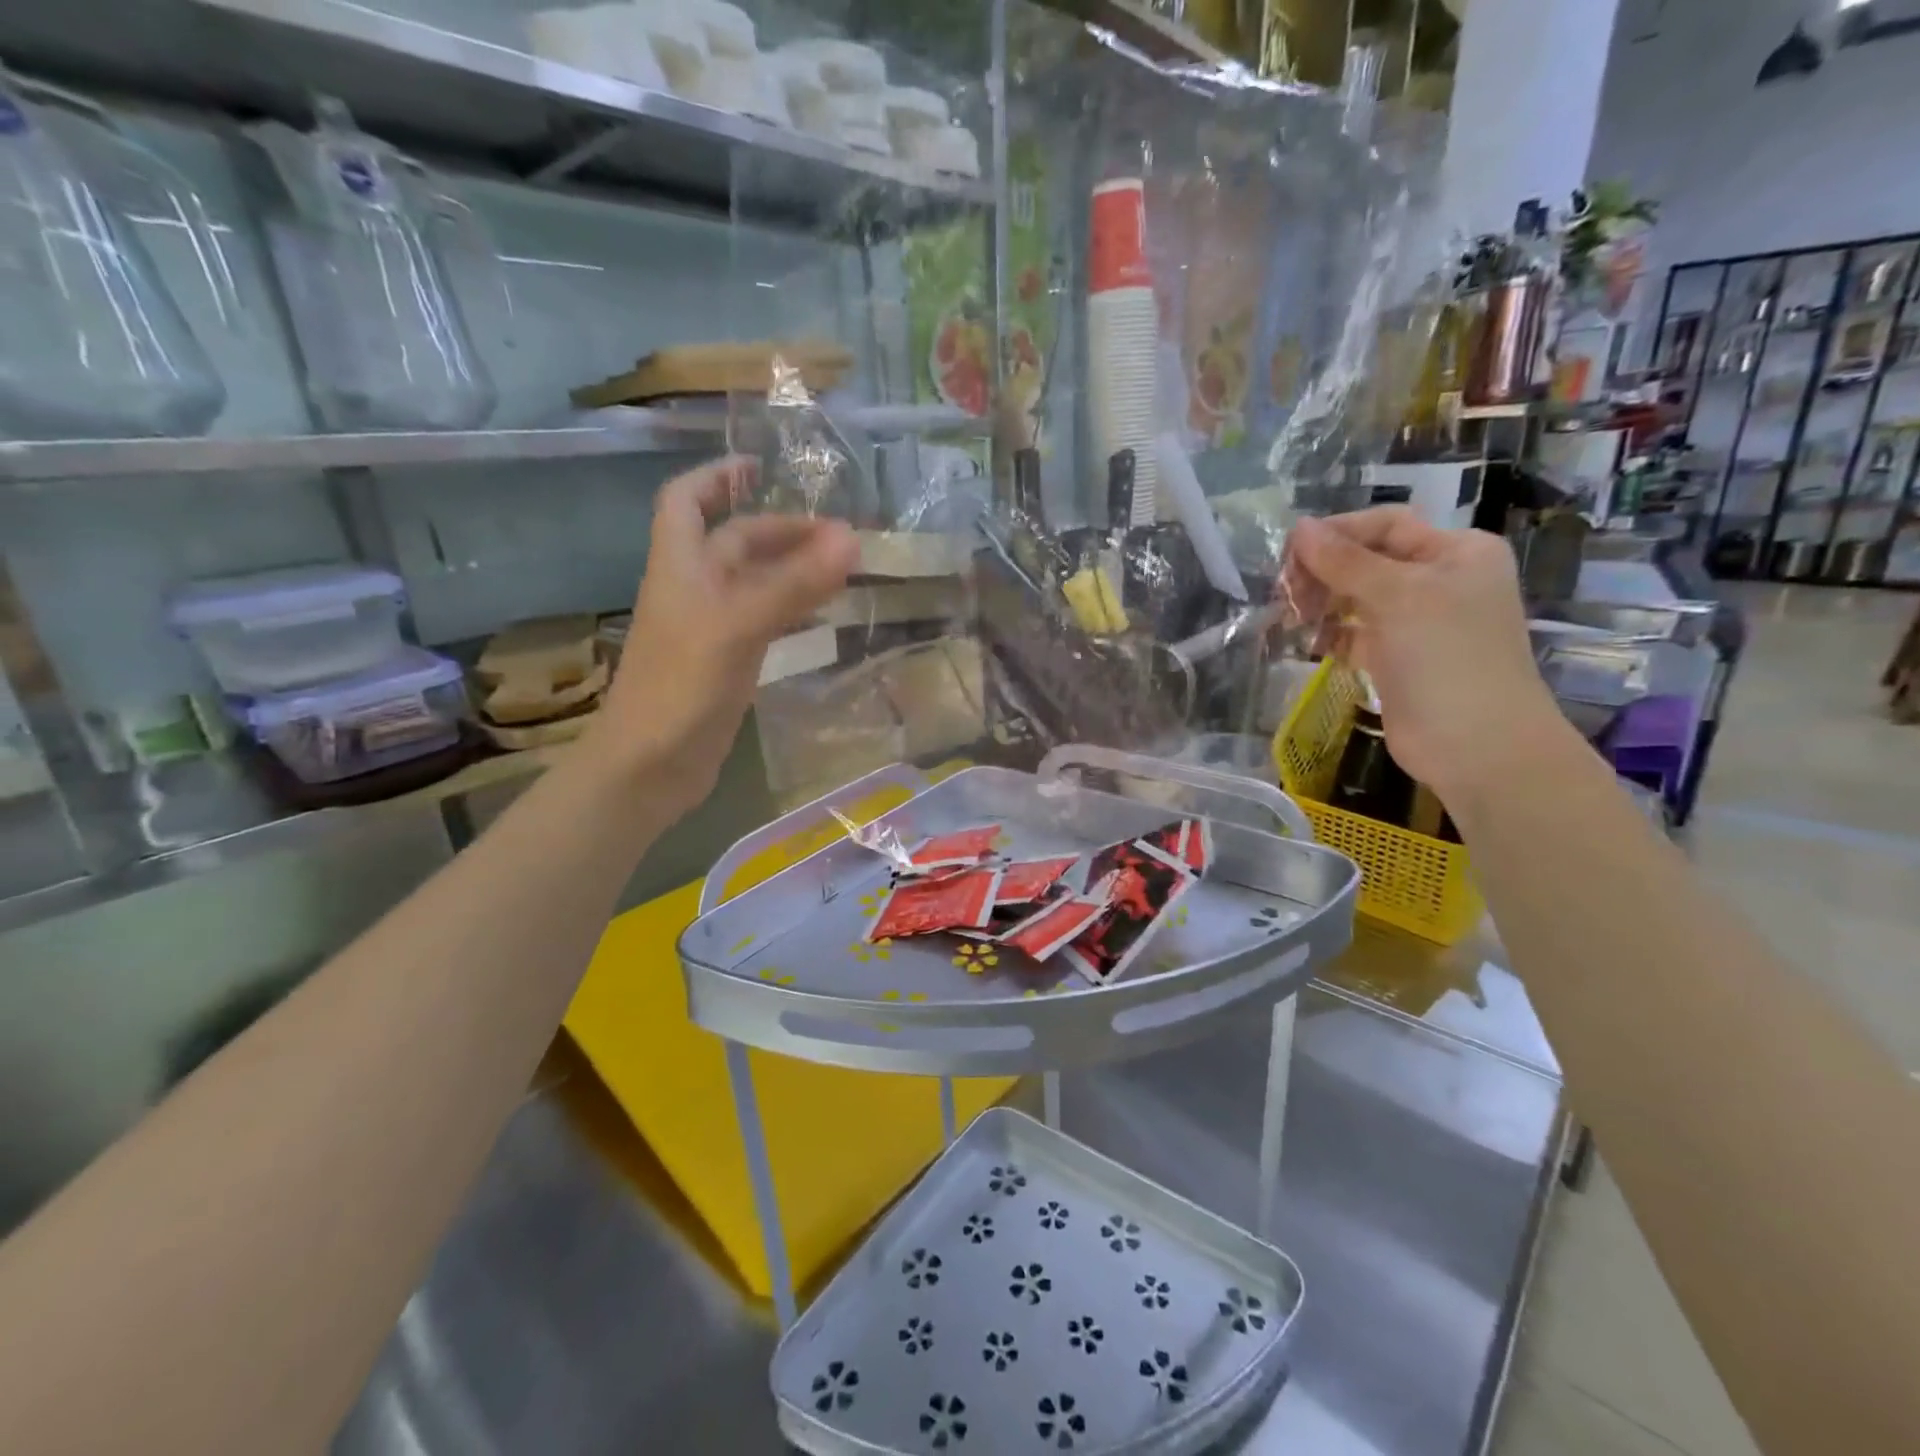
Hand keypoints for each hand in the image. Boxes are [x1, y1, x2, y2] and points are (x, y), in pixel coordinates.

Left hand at [590, 457, 856, 813]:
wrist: (650, 767)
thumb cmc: (681, 688)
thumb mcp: (737, 627)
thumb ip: (793, 585)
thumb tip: (850, 539)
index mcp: (680, 566)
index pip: (687, 501)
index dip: (717, 476)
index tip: (761, 466)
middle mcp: (694, 590)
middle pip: (734, 542)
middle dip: (780, 530)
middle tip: (839, 534)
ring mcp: (711, 629)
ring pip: (754, 583)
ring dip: (792, 569)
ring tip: (843, 565)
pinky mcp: (727, 664)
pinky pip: (763, 621)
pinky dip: (792, 609)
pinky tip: (822, 613)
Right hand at [1288, 510, 1564, 805]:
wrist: (1475, 744)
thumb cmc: (1445, 657)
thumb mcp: (1397, 596)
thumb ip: (1345, 561)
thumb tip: (1299, 528)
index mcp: (1456, 552)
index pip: (1385, 526)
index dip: (1336, 534)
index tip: (1287, 554)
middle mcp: (1440, 581)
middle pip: (1368, 561)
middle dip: (1323, 572)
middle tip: (1283, 593)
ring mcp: (1419, 623)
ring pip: (1357, 599)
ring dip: (1321, 603)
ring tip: (1289, 619)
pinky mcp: (1398, 659)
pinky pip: (1355, 634)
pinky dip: (1330, 634)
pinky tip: (1306, 641)